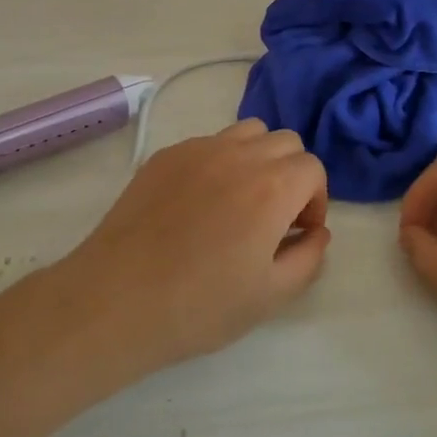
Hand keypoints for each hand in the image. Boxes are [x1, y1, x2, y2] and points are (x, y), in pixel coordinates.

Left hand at [61, 120, 331, 373]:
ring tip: (239, 200)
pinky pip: (208, 143)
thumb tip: (317, 232)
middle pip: (284, 142)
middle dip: (291, 174)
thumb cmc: (200, 304)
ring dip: (257, 158)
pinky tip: (198, 204)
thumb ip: (308, 258)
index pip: (312, 168)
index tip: (297, 232)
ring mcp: (199, 149)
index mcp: (272, 186)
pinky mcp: (166, 155)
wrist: (118, 297)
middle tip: (274, 216)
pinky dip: (218, 162)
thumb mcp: (271, 295)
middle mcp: (239, 154)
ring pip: (247, 132)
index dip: (314, 200)